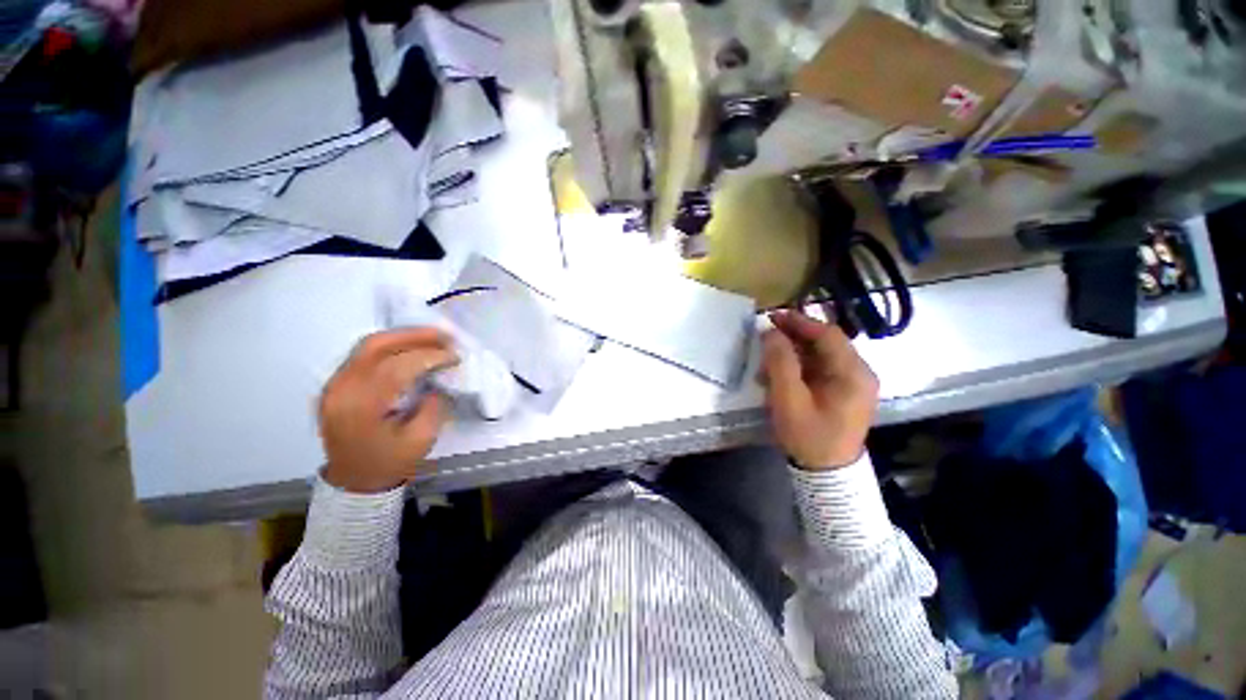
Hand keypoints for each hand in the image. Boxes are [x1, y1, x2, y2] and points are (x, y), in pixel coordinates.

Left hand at [319, 328, 457, 492]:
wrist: (354, 480)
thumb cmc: (390, 462)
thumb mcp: (421, 439)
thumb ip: (433, 405)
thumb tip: (438, 380)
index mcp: (361, 406)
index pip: (396, 367)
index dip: (429, 356)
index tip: (455, 357)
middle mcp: (341, 388)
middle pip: (376, 346)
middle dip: (414, 336)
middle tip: (445, 335)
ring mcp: (335, 384)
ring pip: (368, 345)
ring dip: (403, 337)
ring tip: (433, 337)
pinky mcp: (337, 383)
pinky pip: (364, 354)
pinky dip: (391, 346)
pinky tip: (412, 348)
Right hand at [761, 311, 878, 469]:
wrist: (827, 474)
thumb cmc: (808, 436)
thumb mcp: (788, 399)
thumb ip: (780, 363)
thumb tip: (771, 333)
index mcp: (853, 373)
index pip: (827, 334)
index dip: (799, 322)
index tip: (772, 316)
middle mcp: (859, 373)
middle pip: (825, 343)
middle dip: (794, 335)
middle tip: (767, 332)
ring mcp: (853, 383)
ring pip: (821, 355)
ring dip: (794, 351)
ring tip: (767, 357)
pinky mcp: (843, 392)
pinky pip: (820, 369)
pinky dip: (798, 366)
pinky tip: (779, 374)